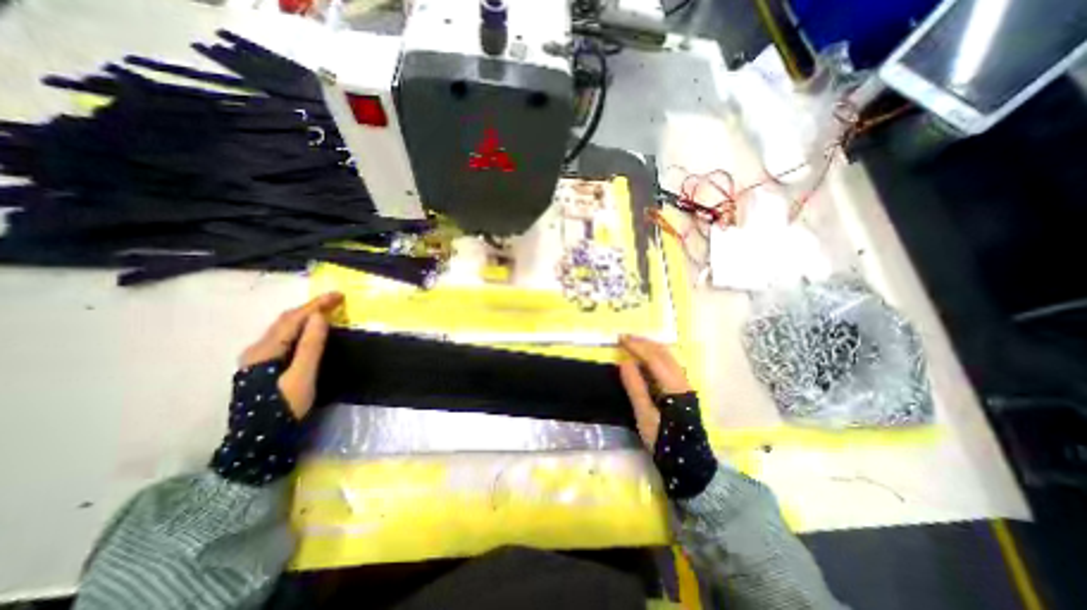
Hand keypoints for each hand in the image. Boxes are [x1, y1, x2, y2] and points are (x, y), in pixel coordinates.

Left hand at [241, 291, 343, 419]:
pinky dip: (299, 328)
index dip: (316, 305)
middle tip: (336, 301)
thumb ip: (310, 346)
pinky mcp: (262, 366)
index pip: (293, 319)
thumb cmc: (283, 408)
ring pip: (283, 329)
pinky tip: (309, 331)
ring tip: (326, 311)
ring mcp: (257, 358)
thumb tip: (319, 317)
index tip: (339, 295)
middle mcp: (257, 350)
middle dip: (311, 307)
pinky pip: (284, 338)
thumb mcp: (302, 377)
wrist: (259, 442)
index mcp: (265, 350)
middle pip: (285, 321)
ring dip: (305, 316)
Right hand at [619, 334, 685, 446]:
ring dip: (650, 347)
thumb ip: (635, 388)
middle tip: (625, 338)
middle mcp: (682, 380)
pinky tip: (646, 360)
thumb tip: (625, 362)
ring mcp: (685, 385)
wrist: (690, 464)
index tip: (621, 339)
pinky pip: (669, 365)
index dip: (637, 346)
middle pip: (663, 353)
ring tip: (633, 344)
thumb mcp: (645, 416)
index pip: (653, 358)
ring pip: (668, 357)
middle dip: (644, 342)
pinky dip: (655, 356)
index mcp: (673, 386)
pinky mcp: (683, 390)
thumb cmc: (665, 441)